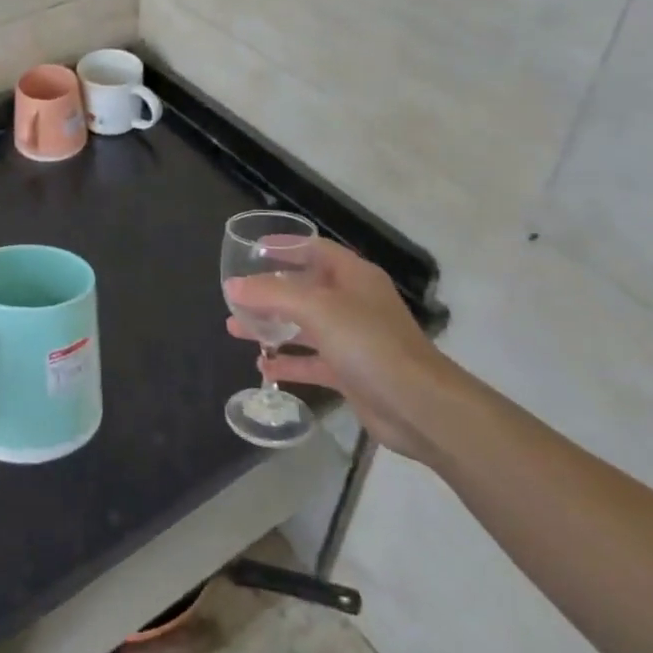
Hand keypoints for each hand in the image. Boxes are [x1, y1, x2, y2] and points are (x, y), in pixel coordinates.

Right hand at [224, 240, 454, 459]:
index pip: (314, 249)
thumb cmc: (369, 343)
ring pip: (304, 326)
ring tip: (235, 328)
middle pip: (305, 288)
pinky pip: (312, 361)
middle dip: (269, 291)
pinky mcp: (351, 373)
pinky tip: (263, 365)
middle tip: (236, 295)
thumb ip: (272, 294)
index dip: (285, 246)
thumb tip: (233, 286)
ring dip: (272, 326)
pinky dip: (288, 361)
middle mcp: (353, 302)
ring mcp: (353, 339)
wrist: (419, 407)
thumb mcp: (317, 309)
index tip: (252, 249)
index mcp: (353, 276)